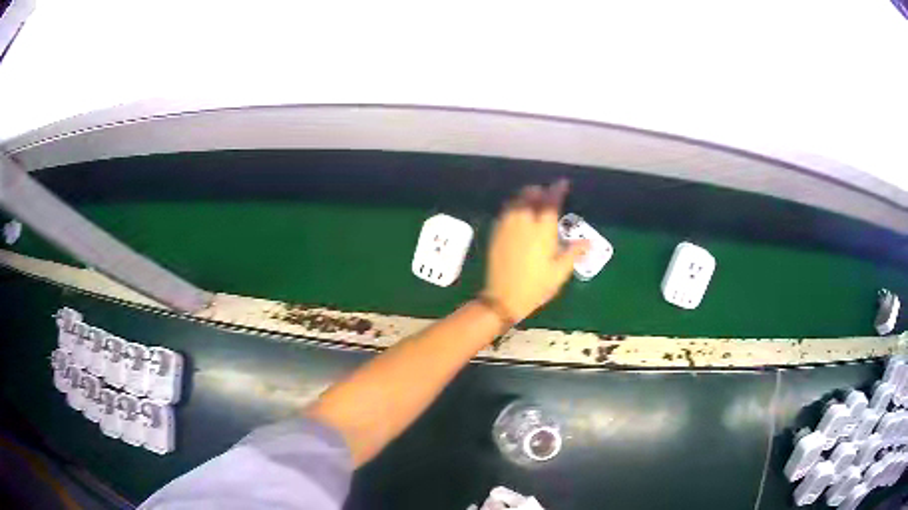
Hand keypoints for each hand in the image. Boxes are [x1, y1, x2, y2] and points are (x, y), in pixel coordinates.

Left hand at [483, 180, 588, 322]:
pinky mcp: (497, 233)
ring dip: (526, 195)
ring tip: (533, 198)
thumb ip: (573, 253)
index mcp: (542, 231)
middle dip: (540, 190)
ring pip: (516, 201)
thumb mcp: (559, 273)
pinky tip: (518, 211)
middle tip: (547, 193)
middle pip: (531, 196)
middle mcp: (524, 223)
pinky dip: (514, 205)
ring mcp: (508, 227)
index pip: (551, 203)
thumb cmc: (536, 287)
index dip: (557, 190)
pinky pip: (506, 211)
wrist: (503, 298)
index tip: (563, 183)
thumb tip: (589, 241)